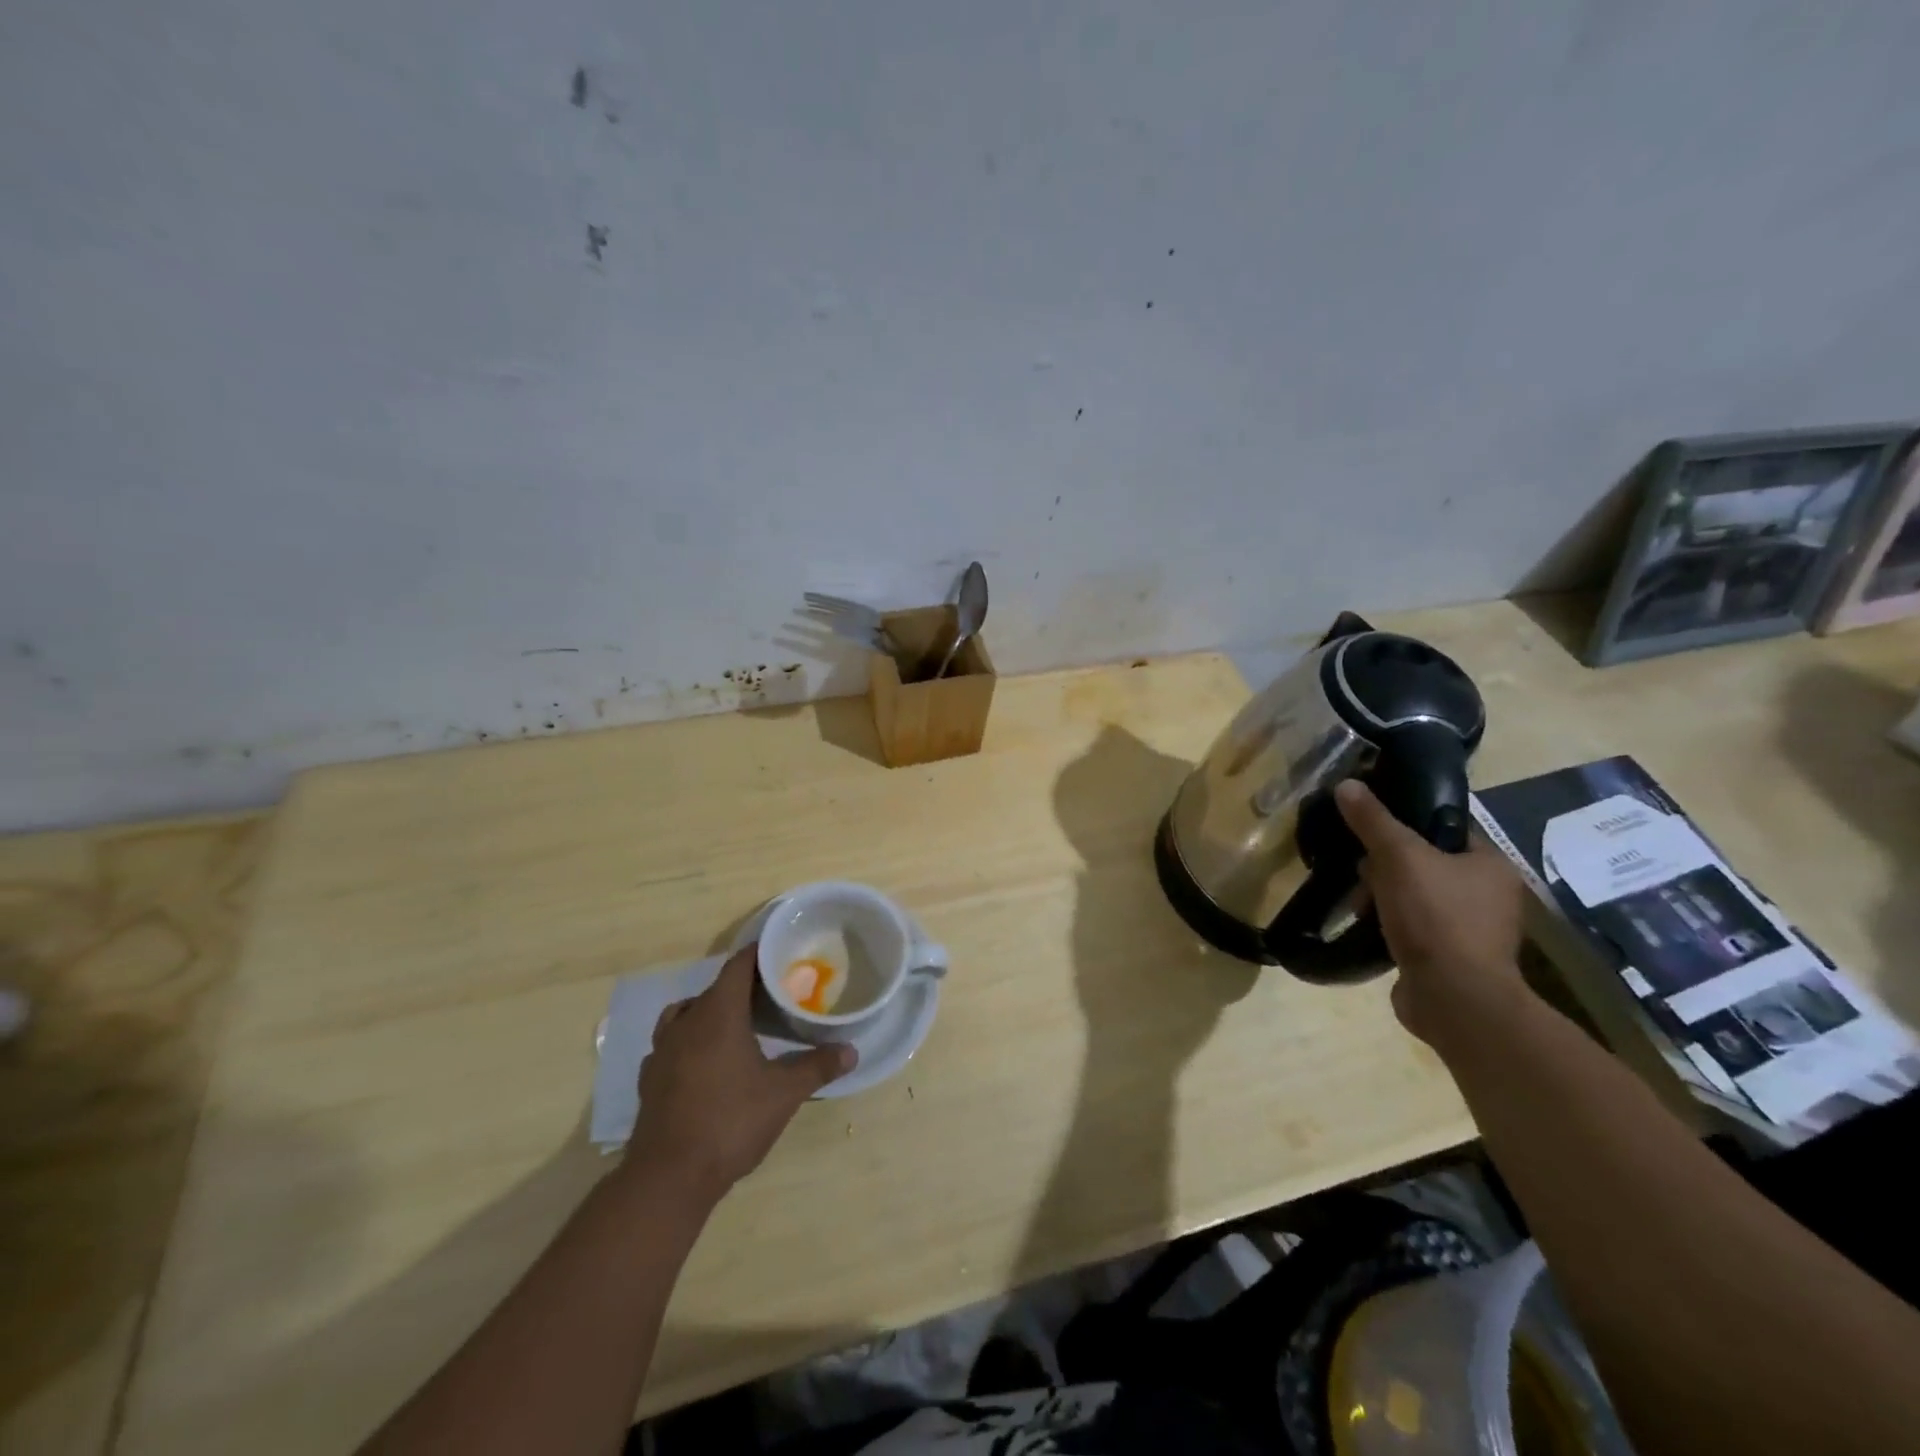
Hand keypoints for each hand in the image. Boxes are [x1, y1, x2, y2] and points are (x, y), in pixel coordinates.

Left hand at [628, 946, 854, 1197]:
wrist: (668, 1177)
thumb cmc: (730, 1122)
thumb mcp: (783, 1094)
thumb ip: (817, 1067)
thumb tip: (851, 1051)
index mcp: (718, 1014)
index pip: (738, 966)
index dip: (758, 955)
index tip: (780, 952)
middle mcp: (686, 1022)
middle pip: (714, 989)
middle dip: (741, 986)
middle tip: (771, 993)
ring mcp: (661, 1051)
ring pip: (685, 1013)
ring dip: (709, 1011)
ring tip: (734, 1025)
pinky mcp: (649, 1079)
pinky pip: (670, 1045)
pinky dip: (688, 1042)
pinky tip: (703, 1062)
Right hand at [1334, 780, 1528, 1047]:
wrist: (1454, 998)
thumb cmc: (1436, 917)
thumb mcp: (1398, 857)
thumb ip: (1373, 821)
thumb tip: (1347, 784)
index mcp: (1491, 865)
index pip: (1446, 829)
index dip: (1407, 824)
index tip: (1371, 828)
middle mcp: (1490, 896)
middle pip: (1426, 864)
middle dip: (1387, 867)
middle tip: (1360, 870)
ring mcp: (1472, 932)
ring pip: (1416, 898)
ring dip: (1384, 898)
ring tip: (1357, 903)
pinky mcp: (1452, 960)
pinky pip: (1414, 930)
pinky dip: (1390, 927)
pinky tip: (1367, 927)